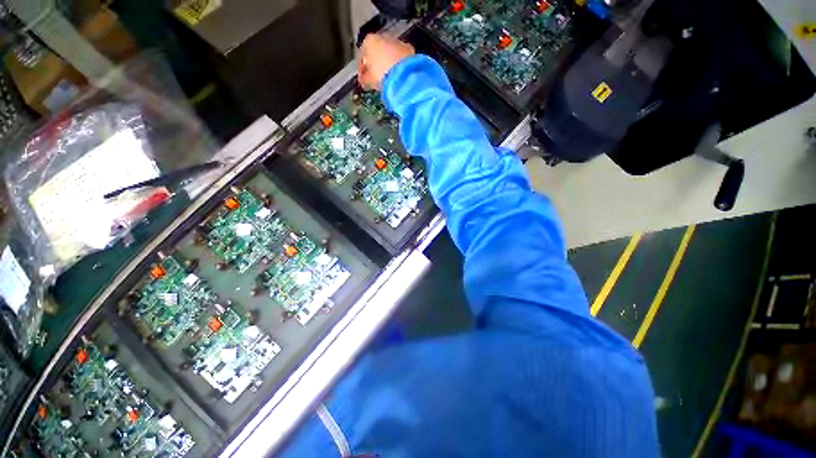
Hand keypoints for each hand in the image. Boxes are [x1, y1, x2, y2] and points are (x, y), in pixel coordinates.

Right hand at [358, 34, 414, 90]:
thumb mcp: (368, 80)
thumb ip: (364, 79)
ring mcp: (397, 42)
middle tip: (375, 78)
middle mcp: (383, 37)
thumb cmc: (382, 75)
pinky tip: (398, 76)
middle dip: (376, 65)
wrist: (403, 76)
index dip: (362, 69)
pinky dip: (399, 65)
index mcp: (369, 41)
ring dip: (388, 64)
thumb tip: (364, 80)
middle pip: (377, 52)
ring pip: (390, 53)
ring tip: (388, 79)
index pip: (362, 55)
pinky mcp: (409, 50)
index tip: (363, 78)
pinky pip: (401, 58)